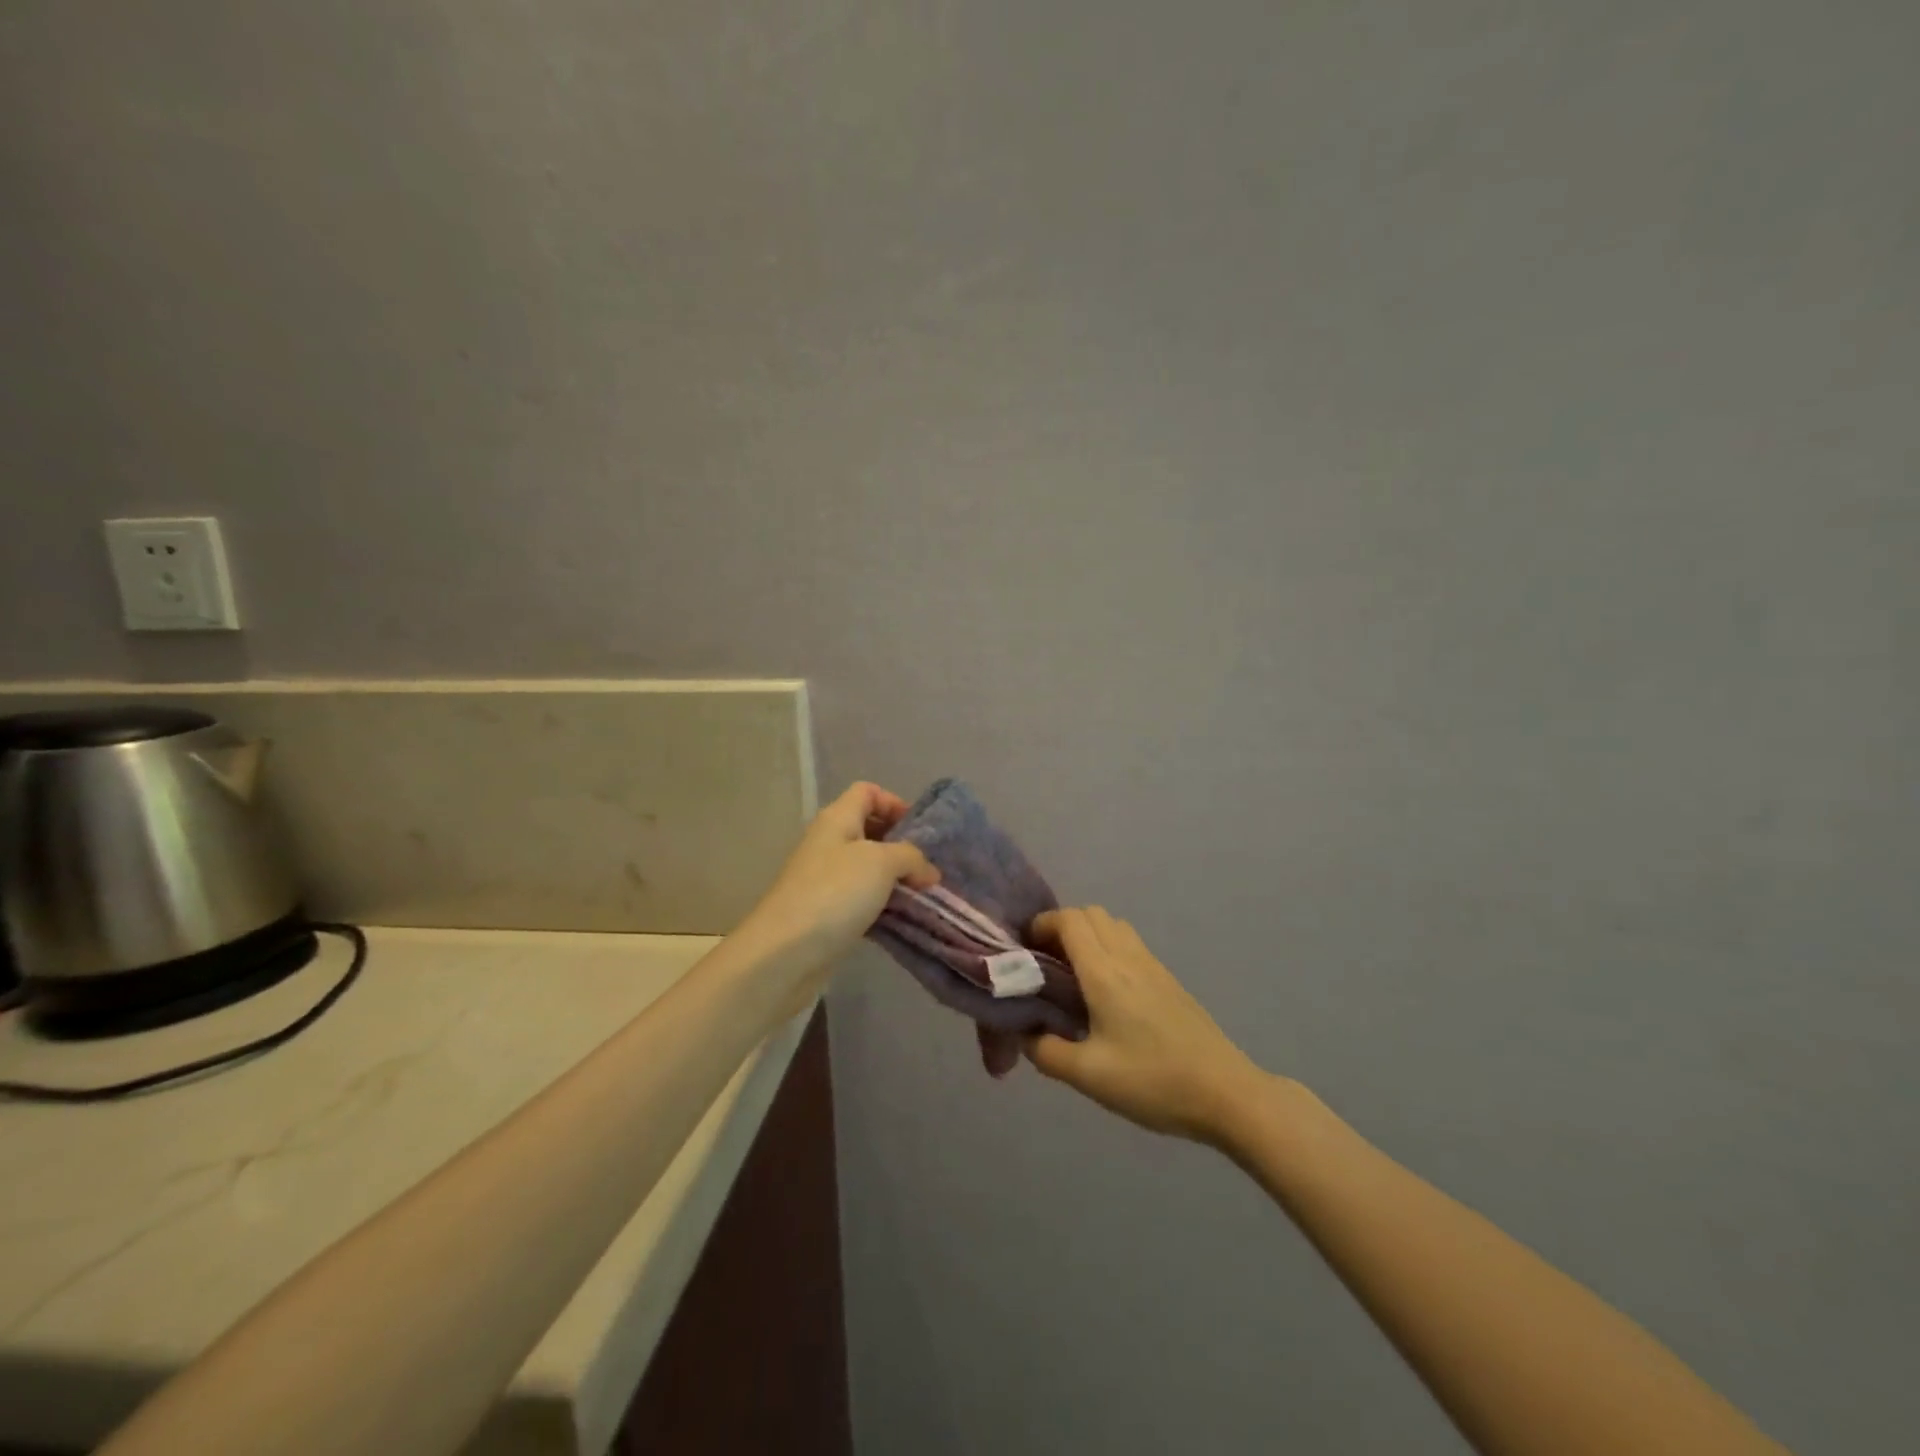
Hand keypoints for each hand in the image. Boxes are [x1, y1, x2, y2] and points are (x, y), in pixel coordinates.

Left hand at [738, 782, 937, 962]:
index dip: (895, 803)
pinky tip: (901, 919)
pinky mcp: (826, 912)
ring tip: (921, 895)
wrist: (785, 953)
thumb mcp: (881, 863)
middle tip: (926, 867)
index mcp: (837, 819)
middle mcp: (828, 842)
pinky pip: (861, 899)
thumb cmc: (835, 893)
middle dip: (901, 845)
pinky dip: (882, 905)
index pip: (867, 792)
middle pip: (869, 829)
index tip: (920, 831)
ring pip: (867, 868)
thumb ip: (911, 857)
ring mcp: (824, 879)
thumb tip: (928, 871)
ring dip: (895, 879)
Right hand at [1026, 907, 1267, 1142]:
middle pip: (1091, 913)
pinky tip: (1106, 993)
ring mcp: (1153, 966)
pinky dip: (1109, 949)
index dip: (1042, 924)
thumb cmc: (1153, 1081)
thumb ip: (1047, 1052)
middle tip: (1046, 962)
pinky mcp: (1169, 980)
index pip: (1069, 920)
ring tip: (1073, 975)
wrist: (1226, 1093)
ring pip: (1113, 926)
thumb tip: (1025, 1035)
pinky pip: (1130, 944)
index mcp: (1104, 973)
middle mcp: (1128, 957)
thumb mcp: (1089, 1076)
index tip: (1025, 950)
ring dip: (1088, 935)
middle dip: (1062, 927)